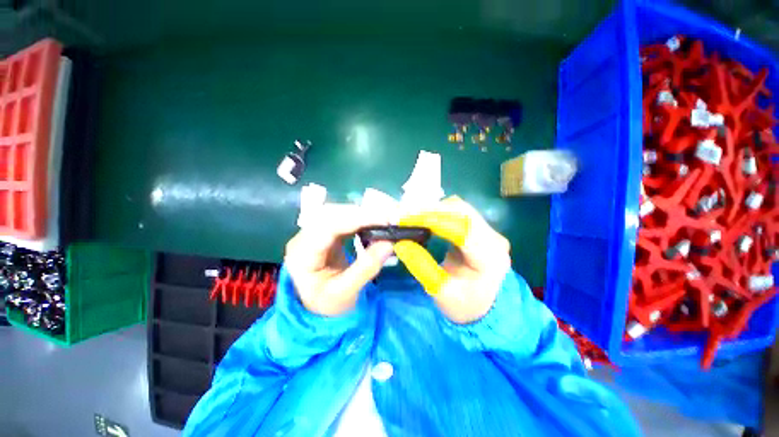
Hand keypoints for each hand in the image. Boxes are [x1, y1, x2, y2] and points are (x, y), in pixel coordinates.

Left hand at [284, 204, 394, 316]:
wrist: (318, 309)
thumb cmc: (328, 305)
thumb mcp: (346, 292)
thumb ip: (366, 268)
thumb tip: (389, 242)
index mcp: (302, 255)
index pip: (328, 227)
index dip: (356, 219)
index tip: (383, 219)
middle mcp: (302, 238)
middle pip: (330, 214)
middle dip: (360, 213)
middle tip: (386, 218)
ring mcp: (311, 234)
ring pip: (336, 213)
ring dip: (360, 214)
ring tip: (381, 219)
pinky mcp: (323, 233)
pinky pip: (341, 219)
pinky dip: (358, 219)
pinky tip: (370, 223)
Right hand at [393, 197, 510, 323]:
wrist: (488, 310)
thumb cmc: (466, 306)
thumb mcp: (441, 292)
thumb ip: (421, 266)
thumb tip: (400, 243)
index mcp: (489, 255)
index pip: (458, 226)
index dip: (429, 218)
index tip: (403, 218)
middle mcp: (493, 237)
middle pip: (460, 210)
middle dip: (429, 209)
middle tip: (403, 215)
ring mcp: (489, 231)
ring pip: (458, 208)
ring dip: (433, 209)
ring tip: (410, 216)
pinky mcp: (480, 230)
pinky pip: (457, 214)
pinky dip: (438, 213)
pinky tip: (424, 218)